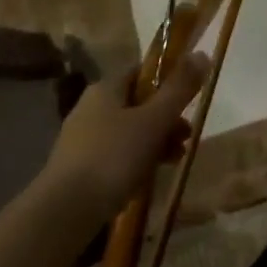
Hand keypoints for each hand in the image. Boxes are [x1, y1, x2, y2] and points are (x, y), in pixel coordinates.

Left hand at [41, 52, 210, 220]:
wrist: (63, 214)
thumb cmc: (113, 157)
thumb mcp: (154, 120)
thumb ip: (179, 88)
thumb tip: (202, 53)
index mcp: (106, 89)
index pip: (142, 72)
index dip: (168, 80)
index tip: (189, 99)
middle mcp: (91, 108)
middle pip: (139, 103)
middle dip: (167, 118)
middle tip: (188, 135)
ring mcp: (83, 140)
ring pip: (130, 131)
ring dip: (156, 141)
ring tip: (175, 159)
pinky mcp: (80, 169)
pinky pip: (117, 155)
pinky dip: (137, 161)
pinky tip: (150, 178)